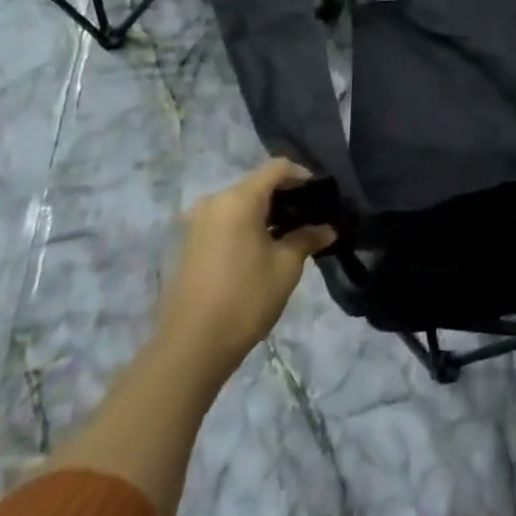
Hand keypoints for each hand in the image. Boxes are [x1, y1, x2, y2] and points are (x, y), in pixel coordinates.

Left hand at [155, 159, 336, 379]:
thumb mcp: (286, 266)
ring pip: (239, 204)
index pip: (277, 168)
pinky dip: (245, 226)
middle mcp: (213, 202)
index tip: (322, 194)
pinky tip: (261, 250)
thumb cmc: (245, 298)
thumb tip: (328, 229)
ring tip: (289, 235)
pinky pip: (223, 222)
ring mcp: (196, 224)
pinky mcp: (188, 245)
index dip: (303, 175)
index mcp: (238, 199)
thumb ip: (307, 238)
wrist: (190, 348)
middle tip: (310, 216)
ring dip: (264, 213)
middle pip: (256, 184)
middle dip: (284, 196)